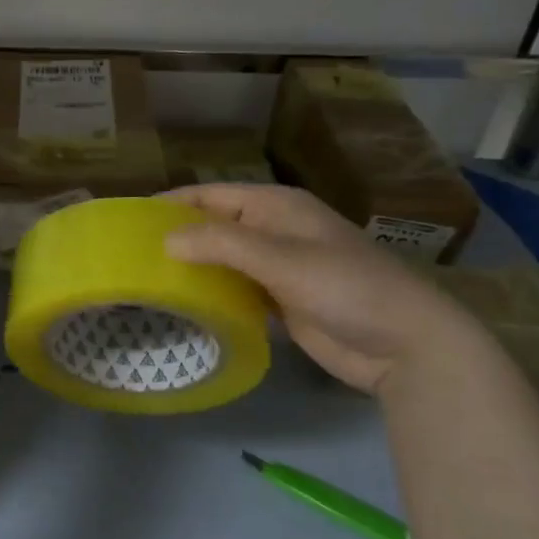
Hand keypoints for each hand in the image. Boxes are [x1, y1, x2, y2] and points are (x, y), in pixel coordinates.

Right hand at [164, 184, 492, 395]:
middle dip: (178, 235)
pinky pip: (236, 289)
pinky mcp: (281, 300)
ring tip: (147, 278)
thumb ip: (220, 245)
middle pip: (214, 225)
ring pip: (223, 259)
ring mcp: (278, 267)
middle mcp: (273, 230)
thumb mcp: (280, 259)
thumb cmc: (345, 287)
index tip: (131, 218)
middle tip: (132, 252)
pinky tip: (184, 304)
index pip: (211, 194)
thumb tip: (164, 239)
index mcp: (275, 206)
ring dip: (193, 267)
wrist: (406, 344)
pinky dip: (213, 293)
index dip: (173, 202)